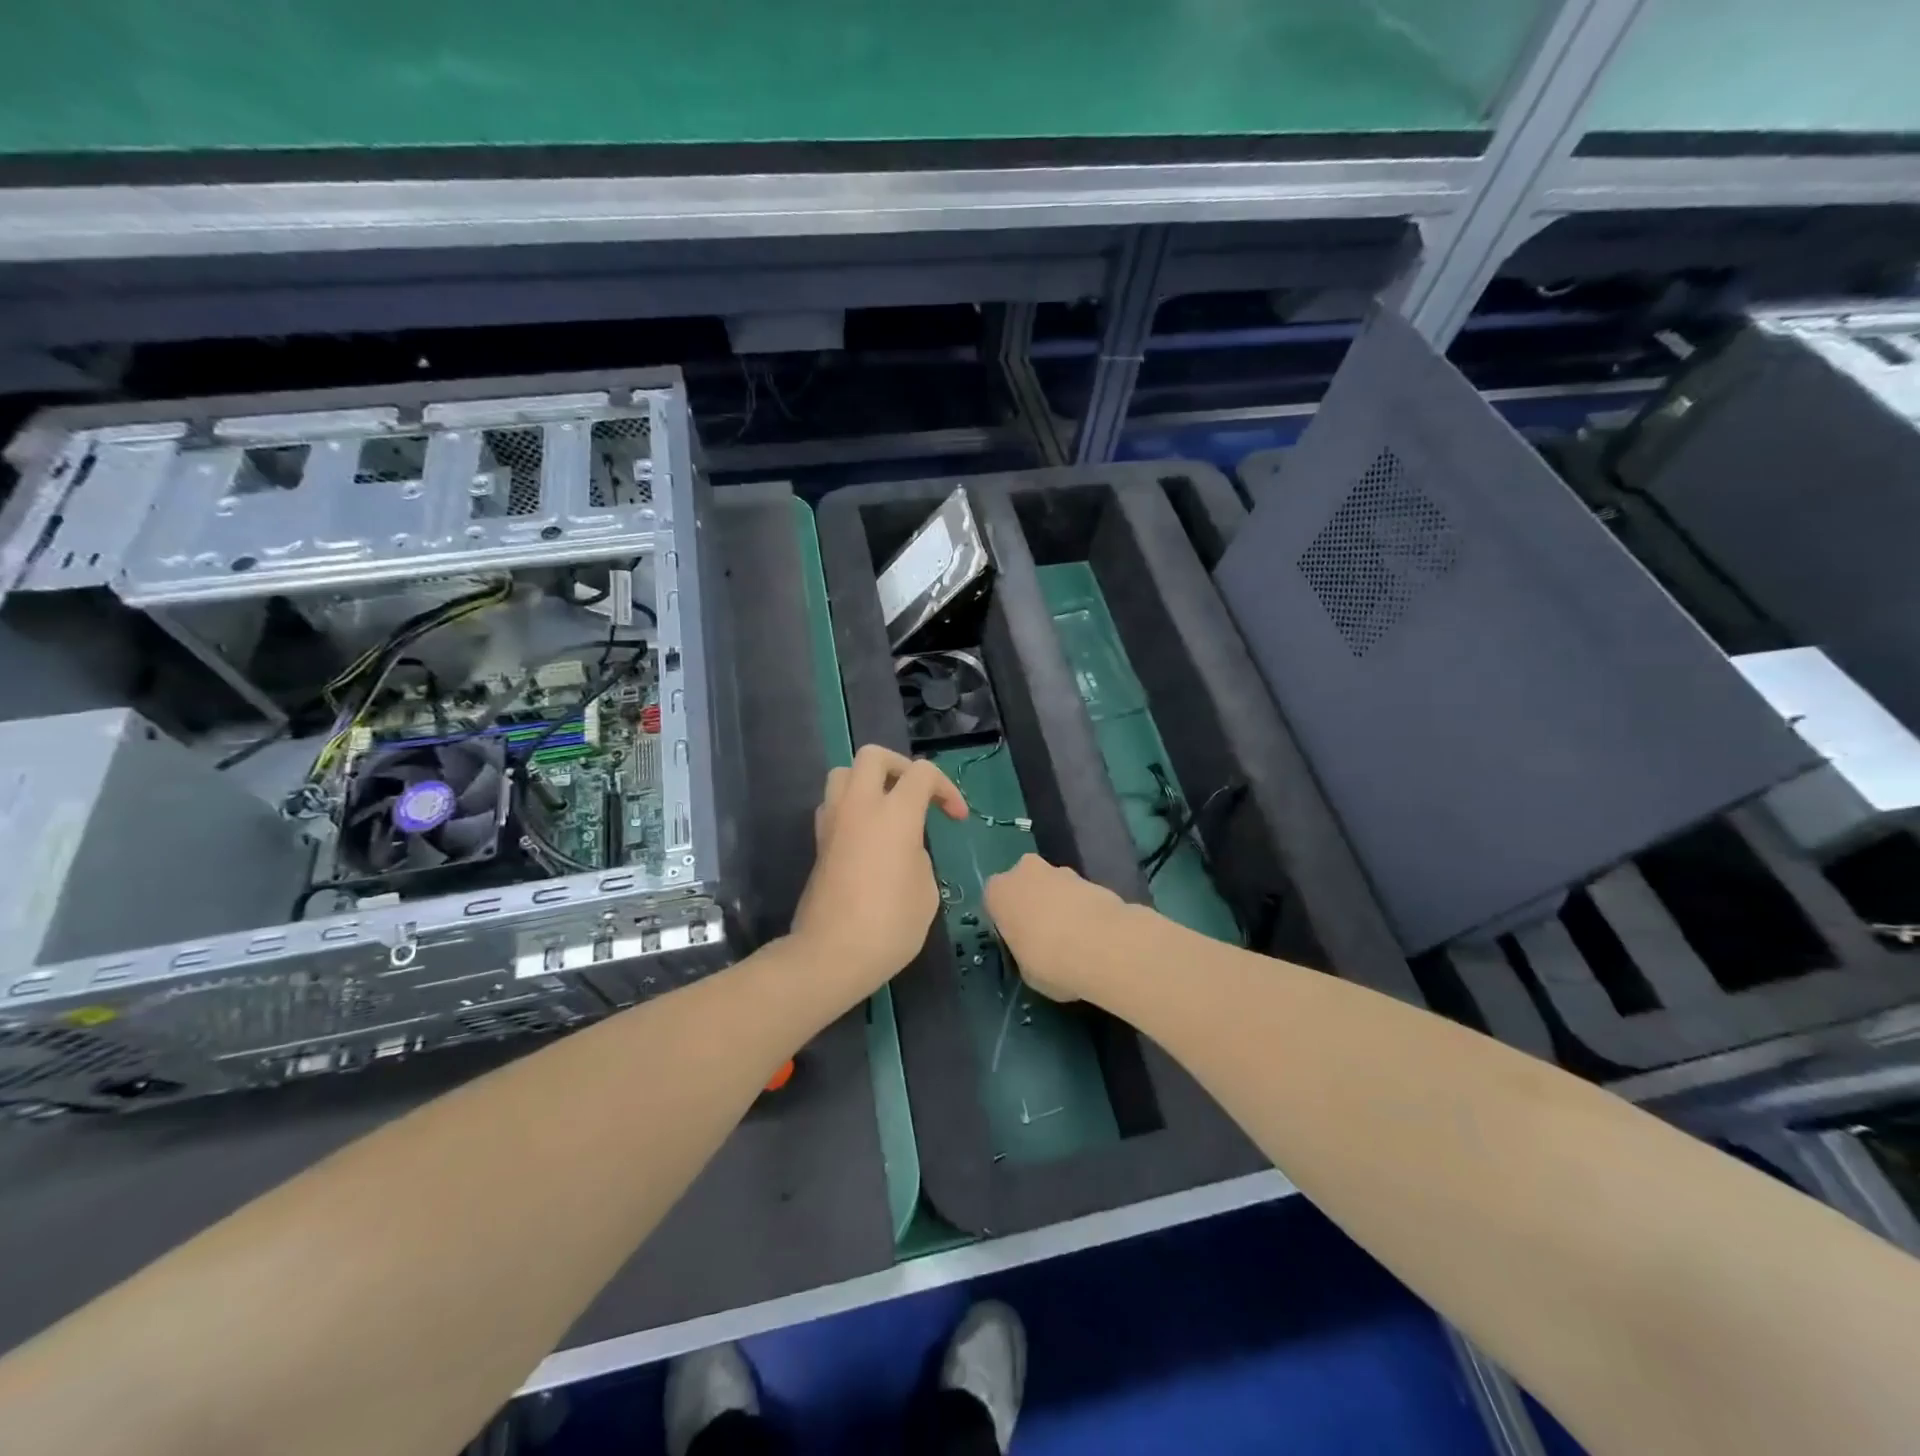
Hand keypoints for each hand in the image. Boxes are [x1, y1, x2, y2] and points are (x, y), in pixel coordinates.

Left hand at [791, 744, 967, 996]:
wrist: (832, 954)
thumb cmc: (890, 924)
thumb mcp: (926, 890)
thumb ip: (919, 855)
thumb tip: (905, 848)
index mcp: (894, 814)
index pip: (922, 773)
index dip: (947, 789)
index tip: (957, 819)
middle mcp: (859, 807)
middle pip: (873, 756)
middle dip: (900, 766)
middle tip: (916, 794)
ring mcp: (833, 822)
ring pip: (844, 774)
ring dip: (868, 782)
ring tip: (887, 809)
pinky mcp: (818, 843)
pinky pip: (834, 805)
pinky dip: (852, 807)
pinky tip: (867, 835)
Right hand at [984, 854, 1131, 1002]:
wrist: (1101, 945)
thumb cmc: (1048, 960)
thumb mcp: (1024, 969)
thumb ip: (1023, 951)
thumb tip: (1033, 951)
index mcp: (998, 892)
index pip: (994, 902)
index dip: (1007, 922)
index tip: (1018, 941)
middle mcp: (1024, 871)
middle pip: (1024, 886)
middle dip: (1033, 904)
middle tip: (1044, 935)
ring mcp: (1059, 870)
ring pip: (1053, 887)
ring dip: (1059, 905)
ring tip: (1075, 938)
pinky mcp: (1090, 877)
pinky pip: (1078, 894)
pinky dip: (1082, 909)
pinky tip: (1093, 935)